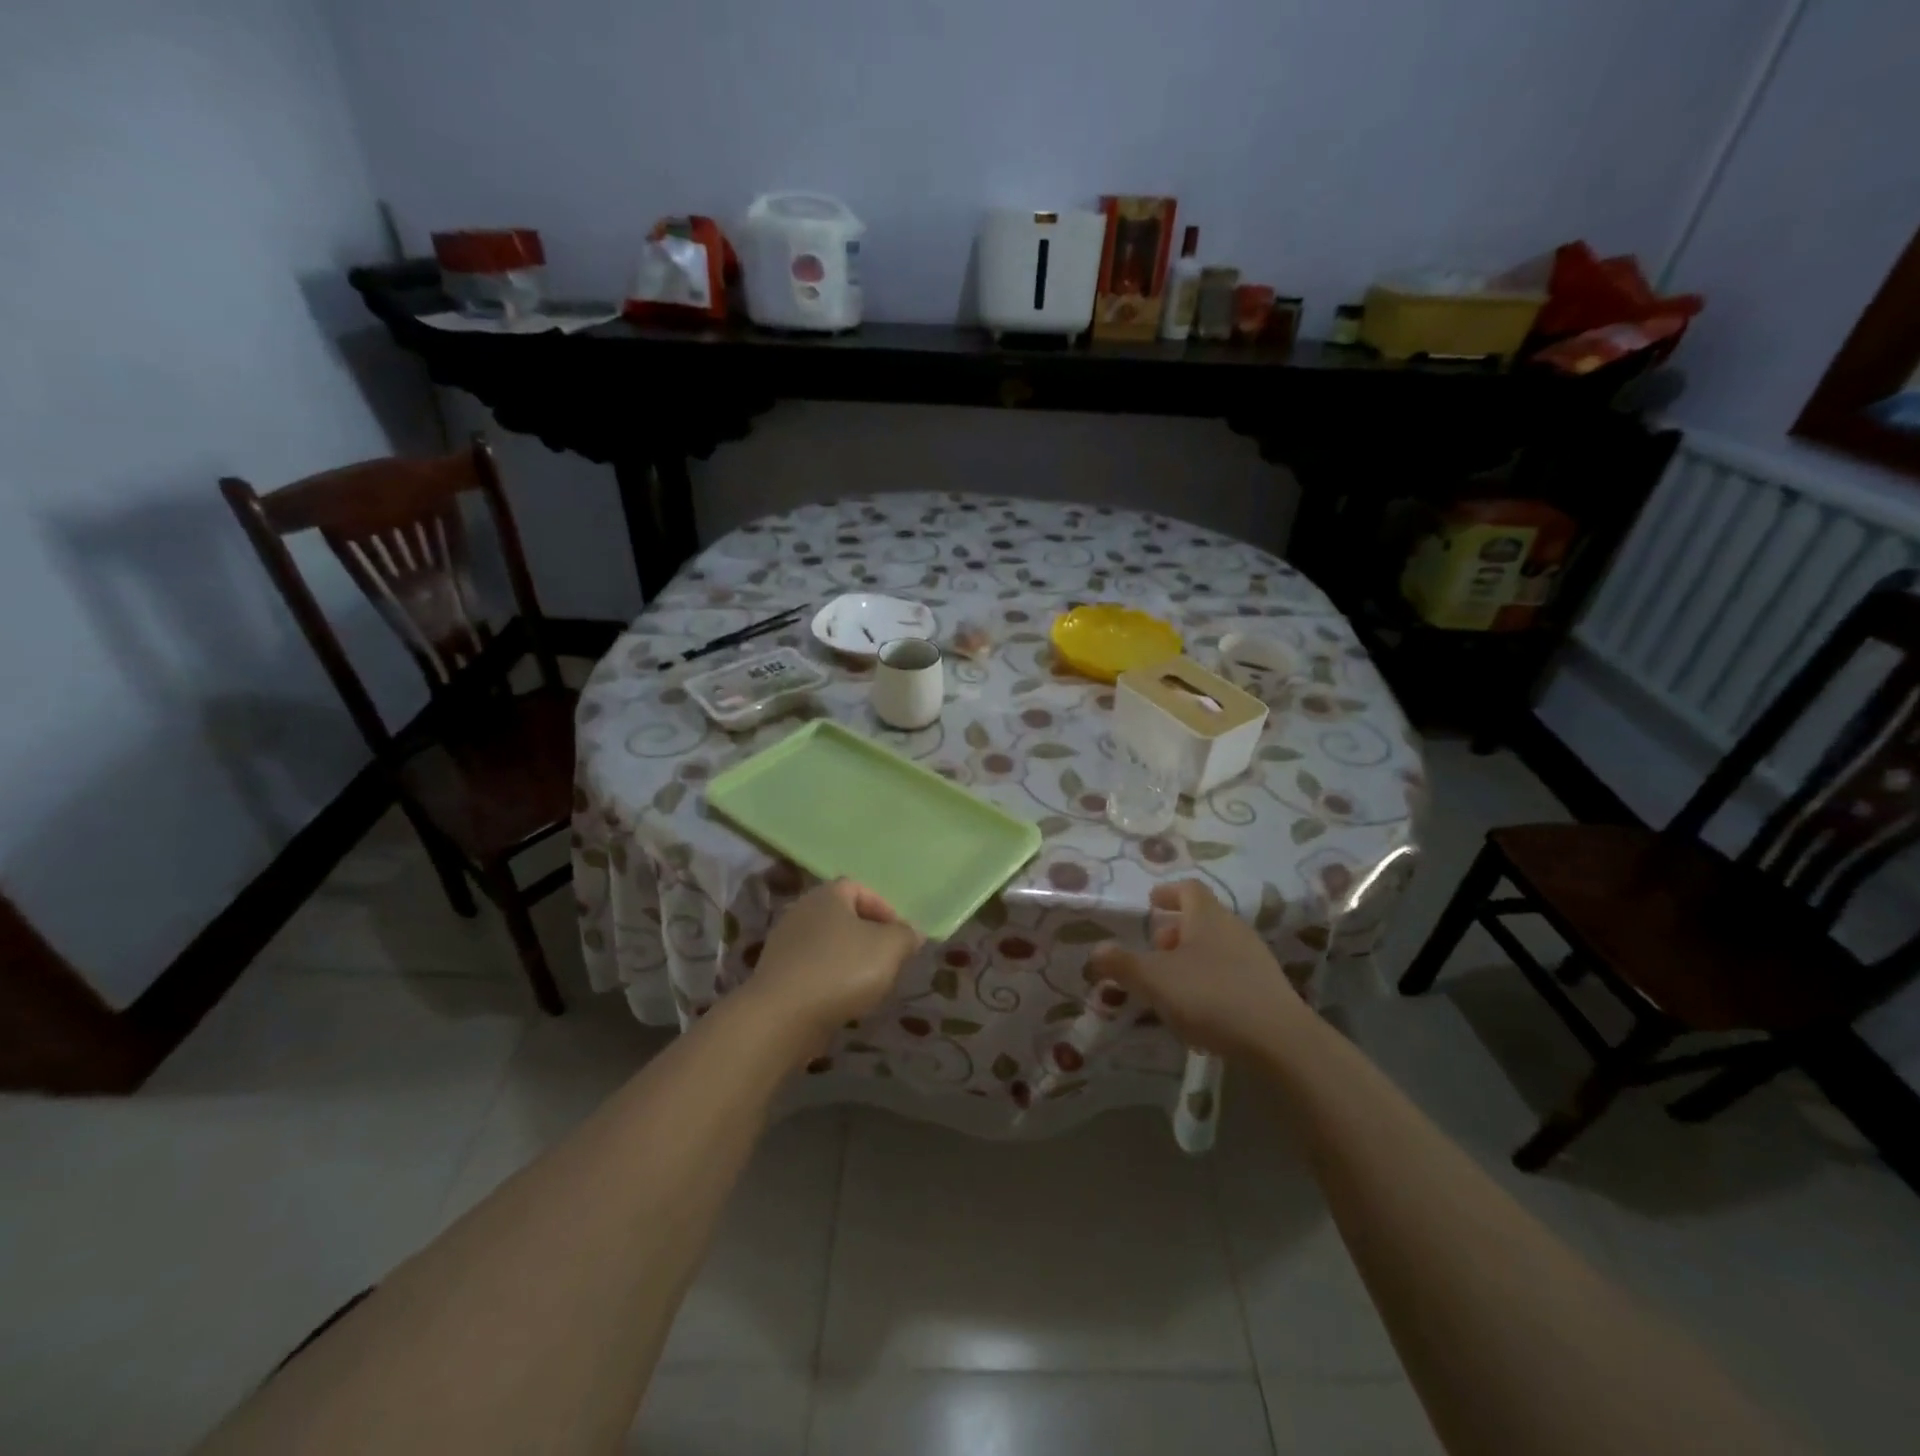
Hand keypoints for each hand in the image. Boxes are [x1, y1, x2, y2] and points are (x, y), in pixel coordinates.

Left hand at [740, 880, 921, 1053]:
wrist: (782, 1016)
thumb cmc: (841, 970)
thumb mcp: (890, 948)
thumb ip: (906, 935)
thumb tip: (911, 933)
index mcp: (828, 894)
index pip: (860, 888)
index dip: (884, 909)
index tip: (899, 937)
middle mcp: (802, 910)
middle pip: (843, 917)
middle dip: (868, 937)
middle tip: (887, 961)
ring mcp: (784, 943)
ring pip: (827, 945)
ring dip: (849, 961)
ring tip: (867, 985)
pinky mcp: (776, 974)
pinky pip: (811, 969)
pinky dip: (829, 980)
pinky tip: (840, 1001)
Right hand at [1090, 880, 1311, 1061]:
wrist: (1279, 1041)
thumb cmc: (1210, 996)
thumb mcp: (1154, 979)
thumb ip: (1121, 964)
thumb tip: (1096, 950)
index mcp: (1207, 916)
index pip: (1188, 889)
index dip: (1167, 893)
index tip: (1151, 903)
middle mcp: (1234, 928)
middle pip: (1202, 918)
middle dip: (1175, 929)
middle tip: (1155, 948)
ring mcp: (1255, 959)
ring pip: (1216, 946)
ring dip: (1192, 956)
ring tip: (1171, 982)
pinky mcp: (1267, 989)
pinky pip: (1231, 972)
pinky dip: (1209, 979)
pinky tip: (1198, 1007)